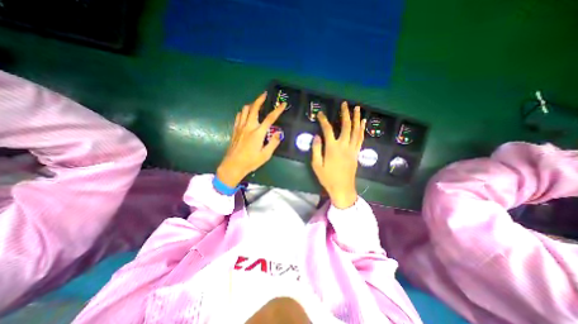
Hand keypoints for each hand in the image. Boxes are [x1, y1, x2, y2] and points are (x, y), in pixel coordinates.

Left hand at [216, 91, 284, 186]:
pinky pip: (239, 116)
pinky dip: (244, 112)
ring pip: (245, 110)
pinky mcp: (235, 130)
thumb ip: (273, 143)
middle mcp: (248, 127)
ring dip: (251, 104)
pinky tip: (246, 114)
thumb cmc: (250, 161)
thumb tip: (278, 133)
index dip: (277, 110)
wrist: (233, 165)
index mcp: (258, 133)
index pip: (270, 118)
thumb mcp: (265, 155)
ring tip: (256, 104)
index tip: (283, 104)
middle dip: (260, 99)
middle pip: (254, 108)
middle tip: (265, 94)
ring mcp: (240, 127)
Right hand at [311, 103, 364, 208]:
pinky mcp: (356, 153)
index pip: (327, 129)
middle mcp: (344, 146)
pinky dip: (362, 130)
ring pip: (356, 130)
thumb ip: (316, 149)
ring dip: (357, 118)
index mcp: (332, 148)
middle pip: (346, 126)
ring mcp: (352, 149)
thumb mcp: (316, 165)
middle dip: (345, 114)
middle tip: (344, 104)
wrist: (342, 188)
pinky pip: (360, 139)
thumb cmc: (327, 178)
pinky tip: (363, 123)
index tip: (320, 114)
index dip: (323, 120)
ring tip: (357, 108)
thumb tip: (317, 136)